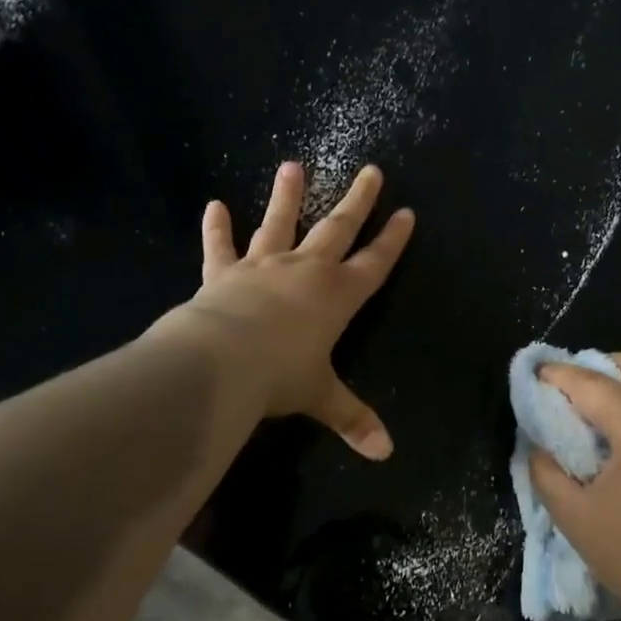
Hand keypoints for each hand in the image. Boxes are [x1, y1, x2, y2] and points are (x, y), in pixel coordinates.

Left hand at [171, 161, 413, 458]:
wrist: (221, 362)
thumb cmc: (281, 376)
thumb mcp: (322, 398)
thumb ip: (353, 419)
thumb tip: (385, 454)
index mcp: (338, 296)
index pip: (374, 263)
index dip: (392, 240)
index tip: (406, 212)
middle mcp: (305, 272)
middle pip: (337, 229)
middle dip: (357, 201)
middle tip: (370, 170)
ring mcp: (263, 267)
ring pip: (279, 224)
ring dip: (287, 196)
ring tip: (292, 165)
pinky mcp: (224, 274)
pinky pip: (221, 247)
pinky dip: (216, 228)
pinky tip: (213, 205)